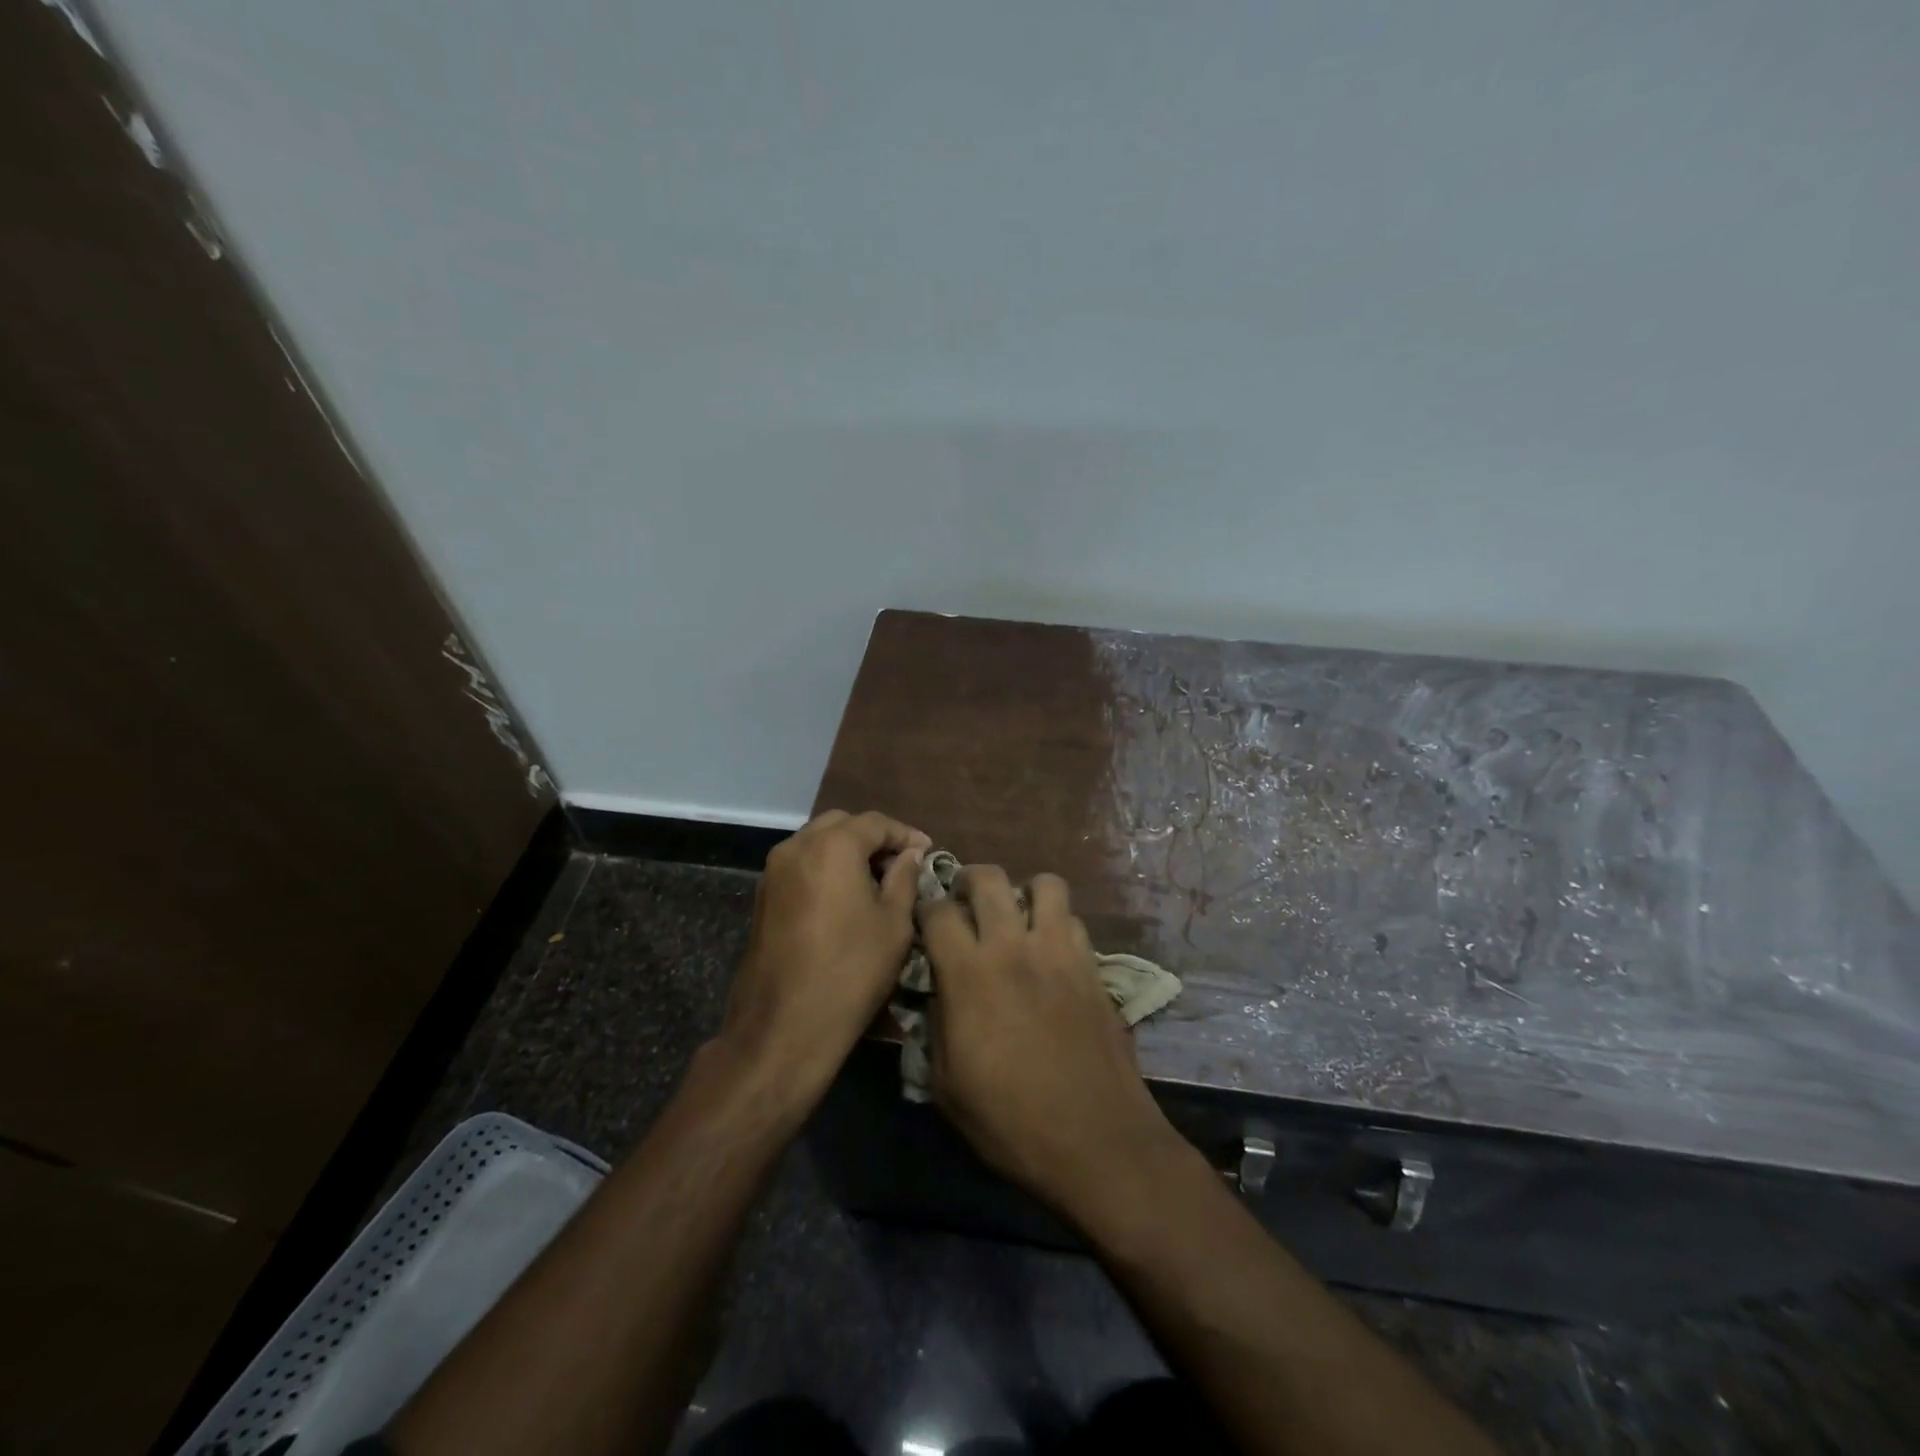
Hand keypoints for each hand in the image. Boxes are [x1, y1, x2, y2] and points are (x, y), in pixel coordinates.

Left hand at [721, 809, 930, 1104]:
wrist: (784, 1027)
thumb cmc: (851, 971)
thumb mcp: (894, 924)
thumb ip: (904, 878)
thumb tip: (909, 854)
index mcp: (832, 846)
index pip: (875, 823)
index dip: (905, 834)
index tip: (928, 851)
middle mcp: (796, 847)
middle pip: (842, 825)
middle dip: (874, 838)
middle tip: (902, 864)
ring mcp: (773, 871)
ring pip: (817, 842)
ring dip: (848, 851)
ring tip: (877, 880)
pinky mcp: (763, 897)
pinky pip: (801, 865)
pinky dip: (826, 868)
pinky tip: (846, 896)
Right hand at [919, 866, 1182, 1219]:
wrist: (1096, 1141)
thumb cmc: (1010, 1122)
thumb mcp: (947, 1086)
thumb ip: (935, 1026)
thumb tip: (938, 993)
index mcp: (969, 974)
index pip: (937, 911)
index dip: (924, 906)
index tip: (923, 916)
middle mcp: (1014, 947)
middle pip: (989, 878)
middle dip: (970, 879)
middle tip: (966, 900)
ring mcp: (1060, 952)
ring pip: (1045, 884)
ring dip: (1025, 891)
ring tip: (1017, 916)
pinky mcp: (1093, 966)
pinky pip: (1074, 921)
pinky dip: (1058, 923)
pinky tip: (1051, 951)